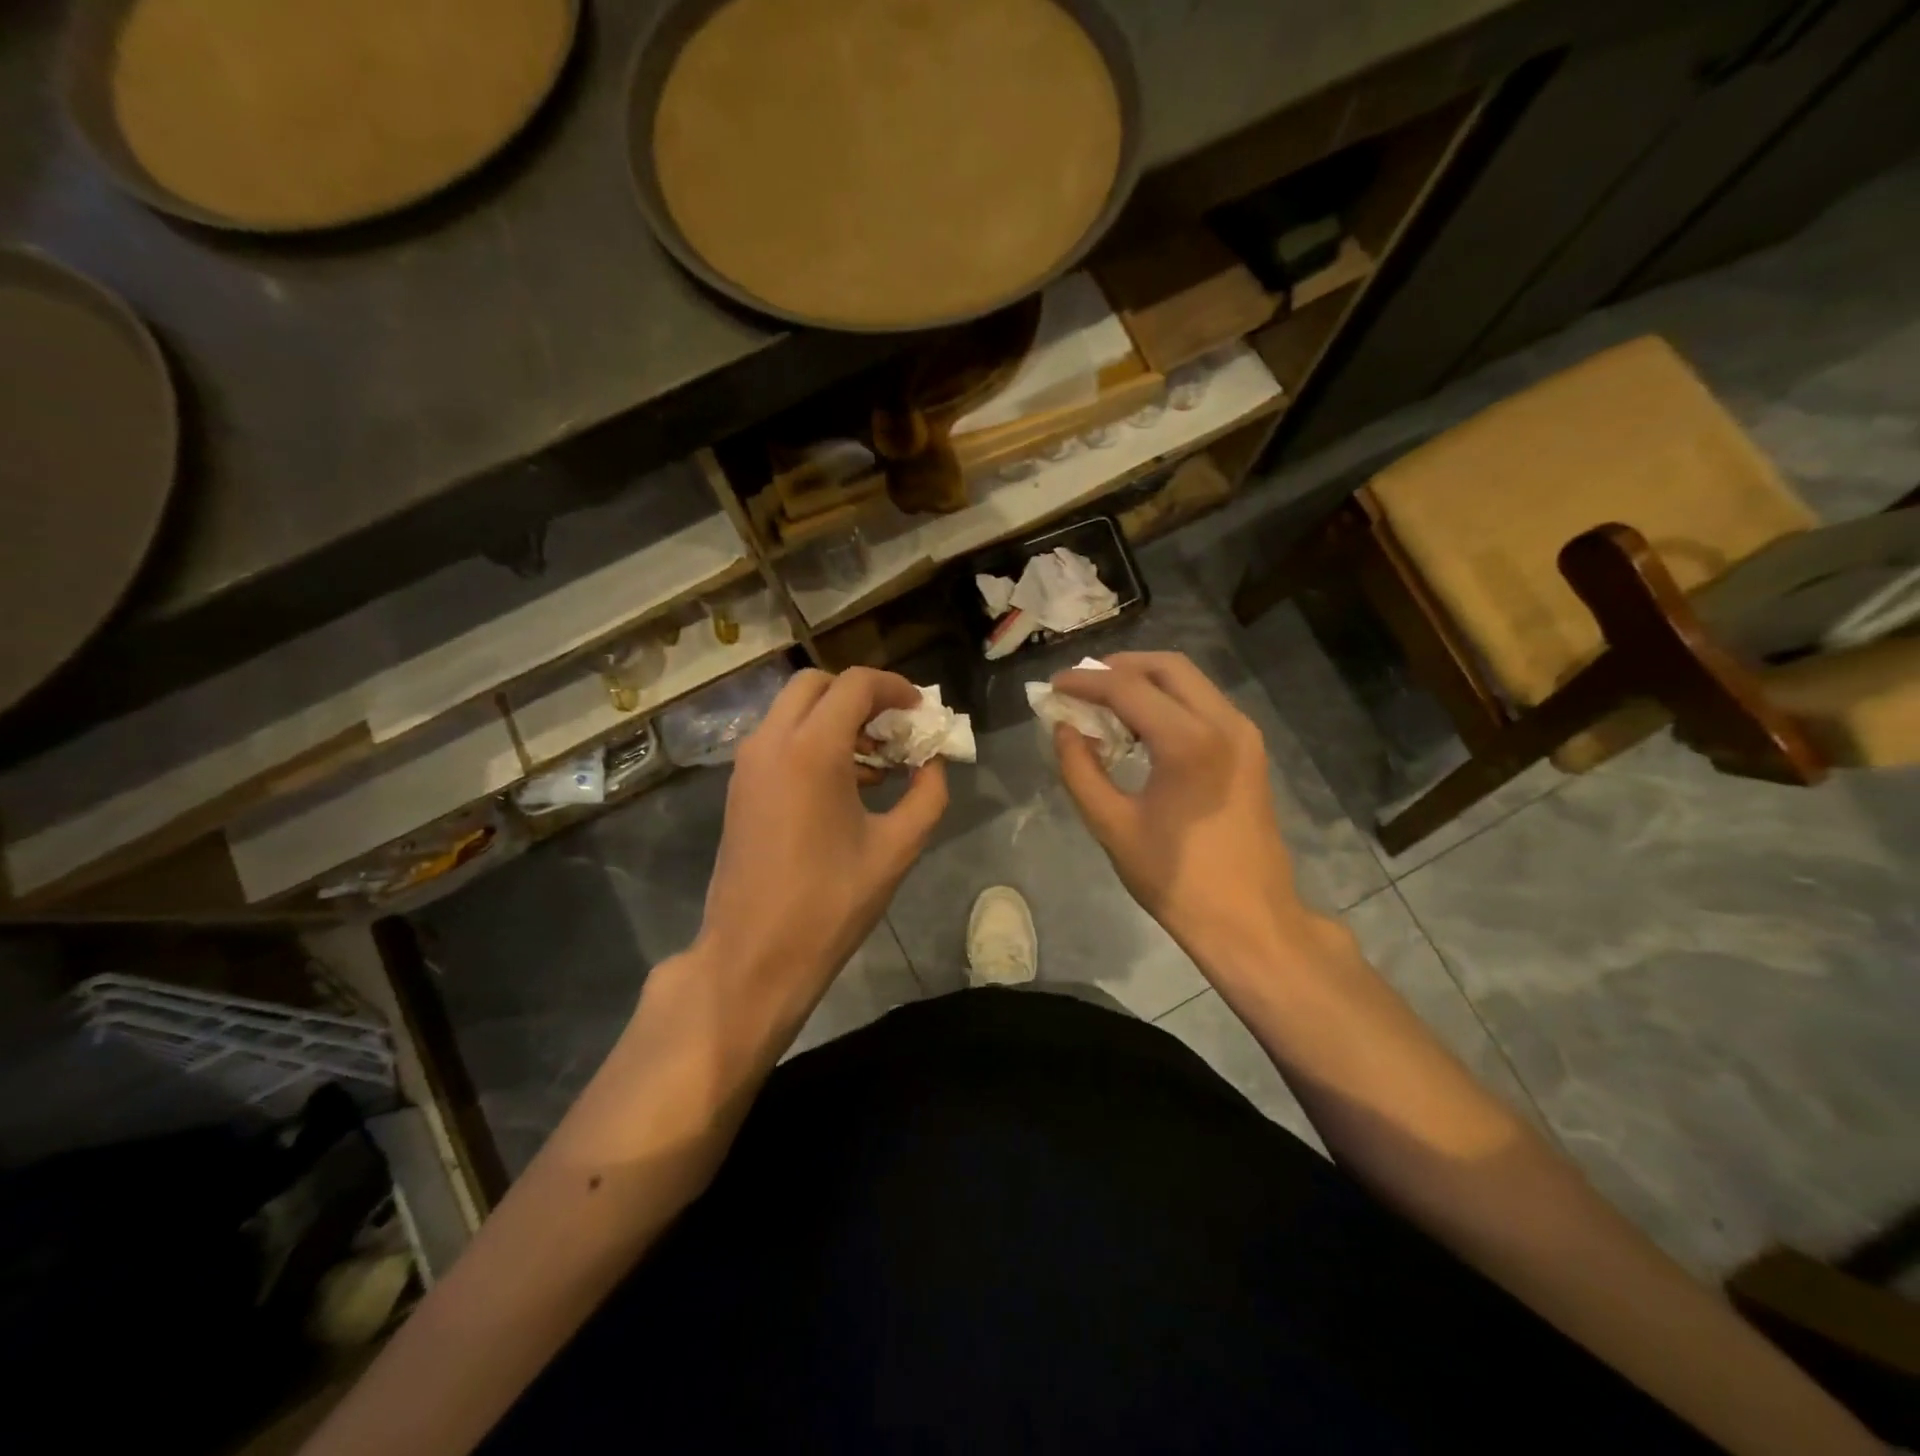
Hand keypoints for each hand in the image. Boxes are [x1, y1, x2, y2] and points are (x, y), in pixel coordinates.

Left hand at [687, 667, 947, 1054]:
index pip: (855, 684)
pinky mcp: (739, 787)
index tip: (920, 710)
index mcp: (812, 750)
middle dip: (860, 696)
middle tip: (895, 728)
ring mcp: (748, 764)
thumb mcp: (896, 849)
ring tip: (876, 760)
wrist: (752, 957)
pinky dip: (811, 739)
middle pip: (817, 684)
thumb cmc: (829, 904)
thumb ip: (927, 794)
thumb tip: (933, 762)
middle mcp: (772, 742)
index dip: (894, 687)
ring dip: (835, 718)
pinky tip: (844, 784)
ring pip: (793, 710)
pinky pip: (778, 739)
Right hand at [1051, 653, 1318, 973]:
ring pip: (1190, 681)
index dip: (1085, 682)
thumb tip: (1064, 729)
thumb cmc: (1176, 879)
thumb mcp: (1112, 826)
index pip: (1127, 688)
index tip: (1053, 686)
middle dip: (1119, 667)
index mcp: (1189, 742)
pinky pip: (1204, 704)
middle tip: (1081, 686)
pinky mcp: (1250, 749)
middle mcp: (1224, 722)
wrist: (1250, 920)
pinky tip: (1141, 726)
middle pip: (1168, 666)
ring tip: (1105, 703)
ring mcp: (1244, 734)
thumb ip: (1080, 769)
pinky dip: (1169, 701)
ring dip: (1145, 681)